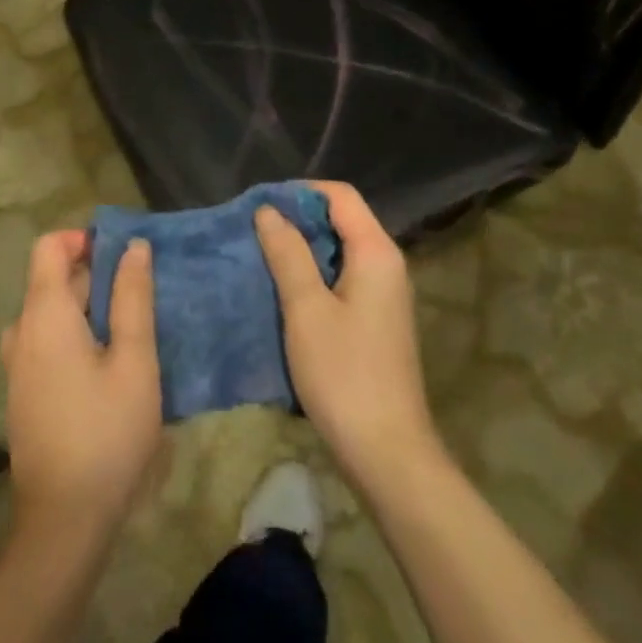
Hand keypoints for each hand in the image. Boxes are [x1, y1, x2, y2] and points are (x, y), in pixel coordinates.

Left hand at [0, 230, 161, 539]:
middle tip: (145, 293)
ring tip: (134, 327)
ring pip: (54, 312)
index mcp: (44, 315)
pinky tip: (113, 361)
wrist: (64, 519)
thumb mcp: (134, 360)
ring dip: (91, 307)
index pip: (49, 247)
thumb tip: (133, 246)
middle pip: (53, 278)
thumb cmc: (107, 432)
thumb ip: (132, 298)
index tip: (124, 255)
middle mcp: (22, 331)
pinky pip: (49, 340)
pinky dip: (79, 333)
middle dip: (97, 274)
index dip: (84, 239)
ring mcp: (18, 363)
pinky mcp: (25, 390)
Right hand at [256, 183, 441, 491]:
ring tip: (261, 257)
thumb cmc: (344, 374)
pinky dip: (314, 276)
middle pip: (343, 221)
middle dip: (298, 220)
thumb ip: (288, 254)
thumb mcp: (306, 309)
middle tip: (254, 231)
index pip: (341, 196)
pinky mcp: (376, 321)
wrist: (386, 450)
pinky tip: (284, 292)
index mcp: (377, 253)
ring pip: (341, 252)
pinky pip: (343, 280)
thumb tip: (268, 211)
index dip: (301, 192)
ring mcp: (384, 295)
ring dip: (303, 250)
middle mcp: (387, 265)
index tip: (260, 203)